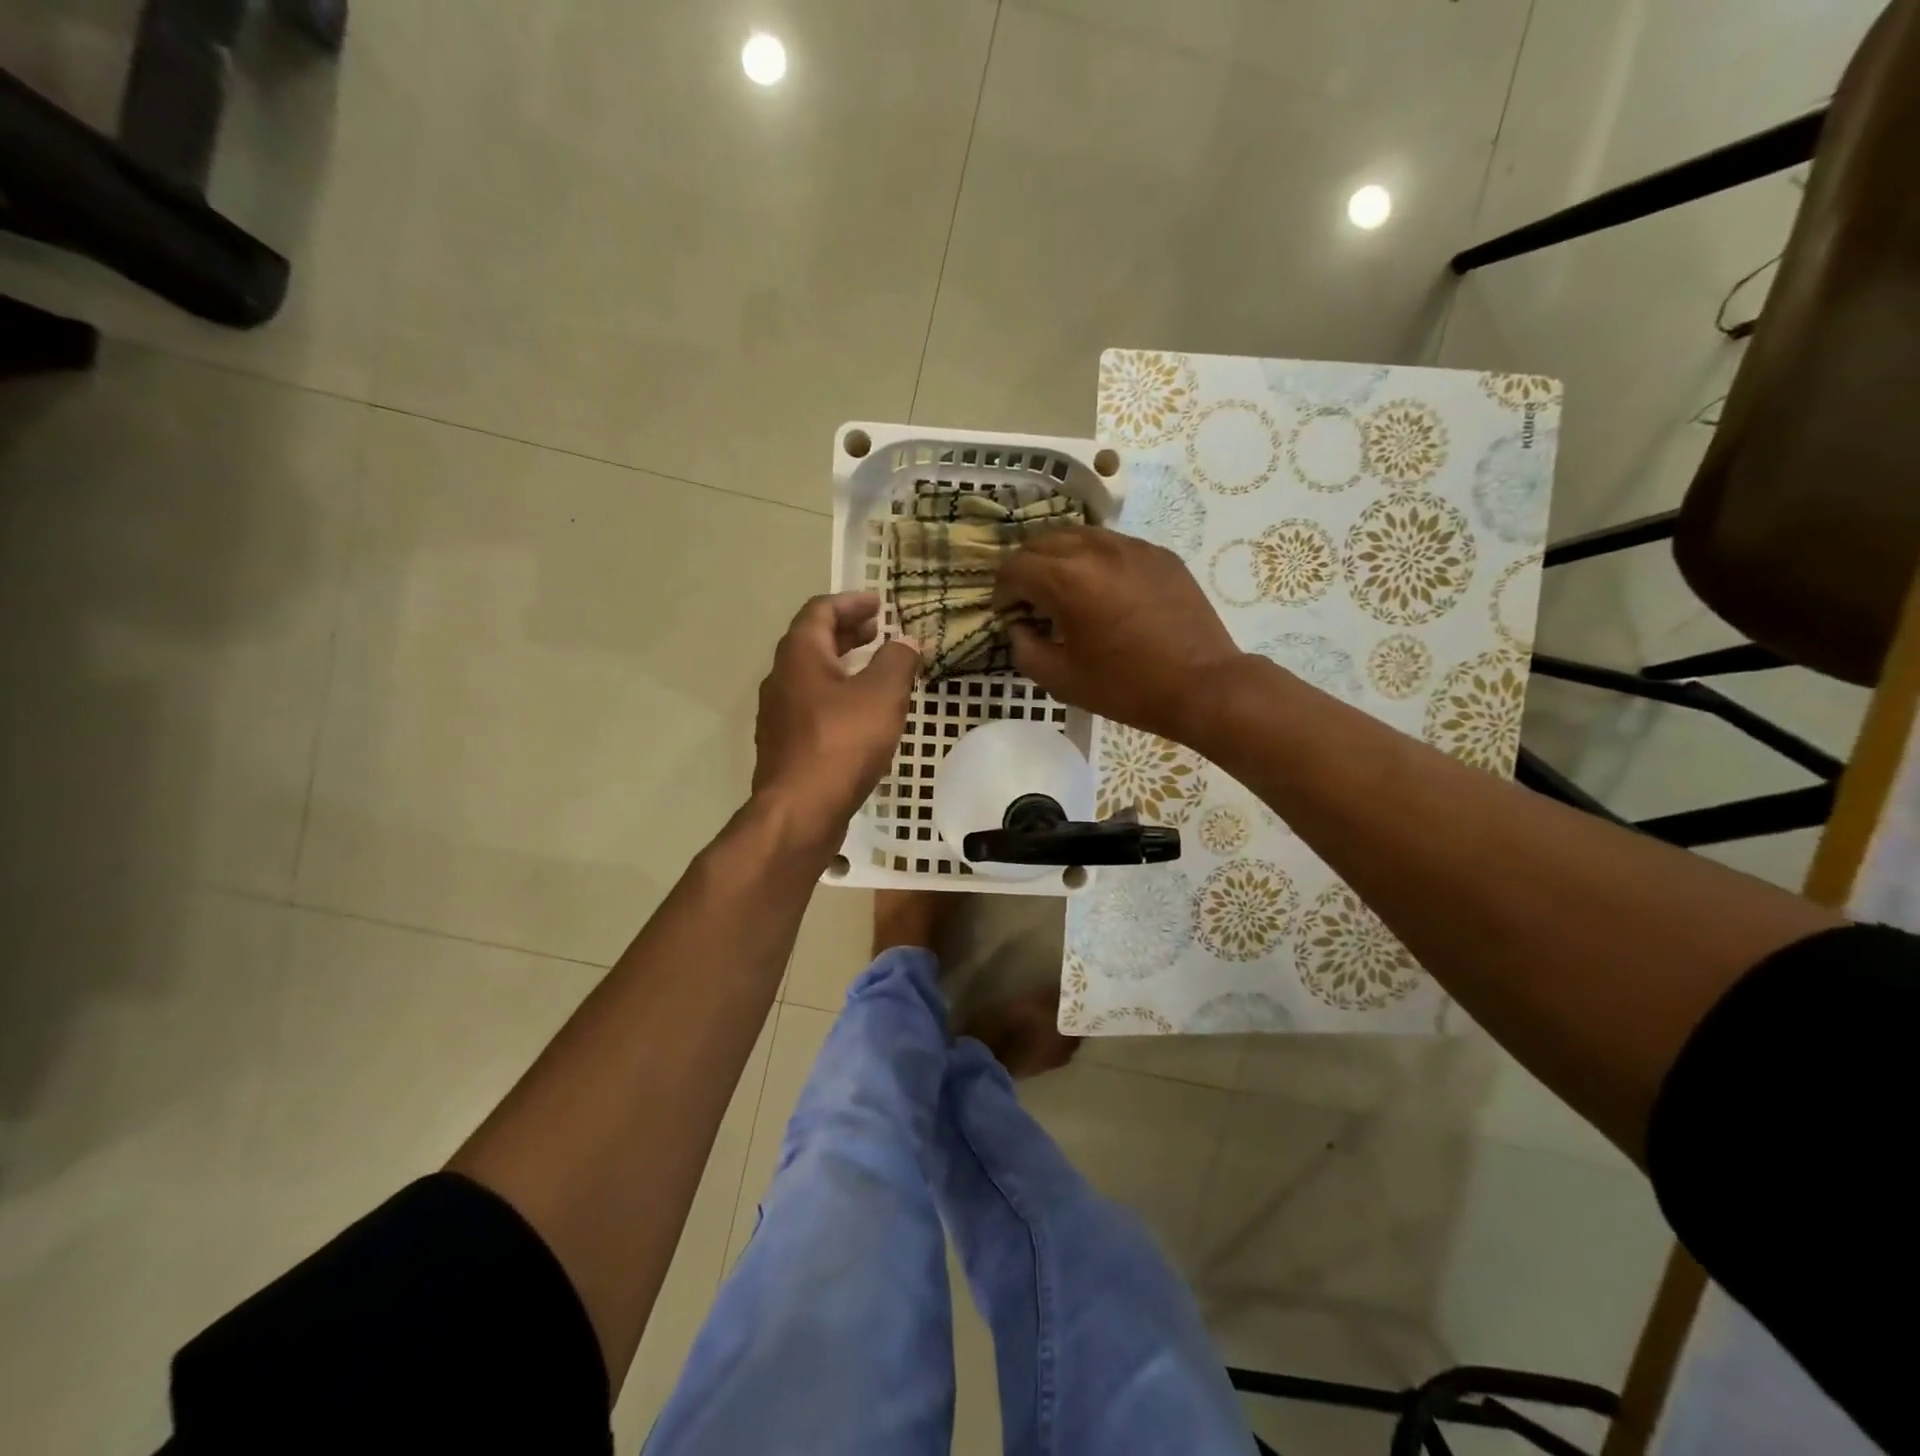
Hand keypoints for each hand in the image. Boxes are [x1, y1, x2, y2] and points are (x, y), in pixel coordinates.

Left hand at [752, 592, 918, 849]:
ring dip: (843, 665)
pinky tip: (861, 715)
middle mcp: (781, 678)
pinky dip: (838, 696)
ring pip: (812, 677)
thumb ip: (897, 662)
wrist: (800, 811)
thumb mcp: (882, 695)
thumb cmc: (841, 744)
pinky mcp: (786, 745)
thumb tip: (905, 641)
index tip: (878, 602)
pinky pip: (813, 706)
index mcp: (800, 655)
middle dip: (847, 632)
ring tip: (875, 670)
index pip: (820, 611)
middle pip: (813, 642)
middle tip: (878, 630)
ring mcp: (779, 715)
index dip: (851, 602)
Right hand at [993, 527, 1242, 741]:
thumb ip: (1024, 648)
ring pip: (1077, 536)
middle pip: (1041, 542)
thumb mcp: (1060, 679)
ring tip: (1064, 593)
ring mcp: (1132, 546)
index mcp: (1068, 579)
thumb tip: (1019, 626)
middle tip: (1031, 603)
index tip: (1008, 616)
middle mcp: (1096, 549)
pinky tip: (1103, 593)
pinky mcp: (1158, 554)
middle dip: (1027, 571)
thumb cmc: (1125, 687)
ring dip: (1059, 560)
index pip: (1015, 567)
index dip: (1002, 593)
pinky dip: (1094, 562)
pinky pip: (1112, 545)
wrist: (1201, 685)